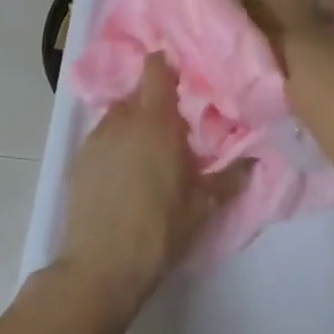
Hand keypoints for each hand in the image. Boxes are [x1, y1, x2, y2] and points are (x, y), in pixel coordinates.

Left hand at [54, 55, 246, 323]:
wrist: (100, 268)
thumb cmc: (159, 230)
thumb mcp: (203, 206)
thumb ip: (230, 178)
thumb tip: (255, 161)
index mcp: (156, 121)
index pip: (156, 69)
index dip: (167, 65)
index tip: (182, 75)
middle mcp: (123, 120)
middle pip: (138, 92)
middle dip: (155, 101)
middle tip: (174, 123)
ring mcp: (96, 138)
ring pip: (118, 114)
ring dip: (134, 122)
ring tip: (149, 150)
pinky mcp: (78, 160)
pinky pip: (102, 137)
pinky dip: (115, 143)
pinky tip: (124, 171)